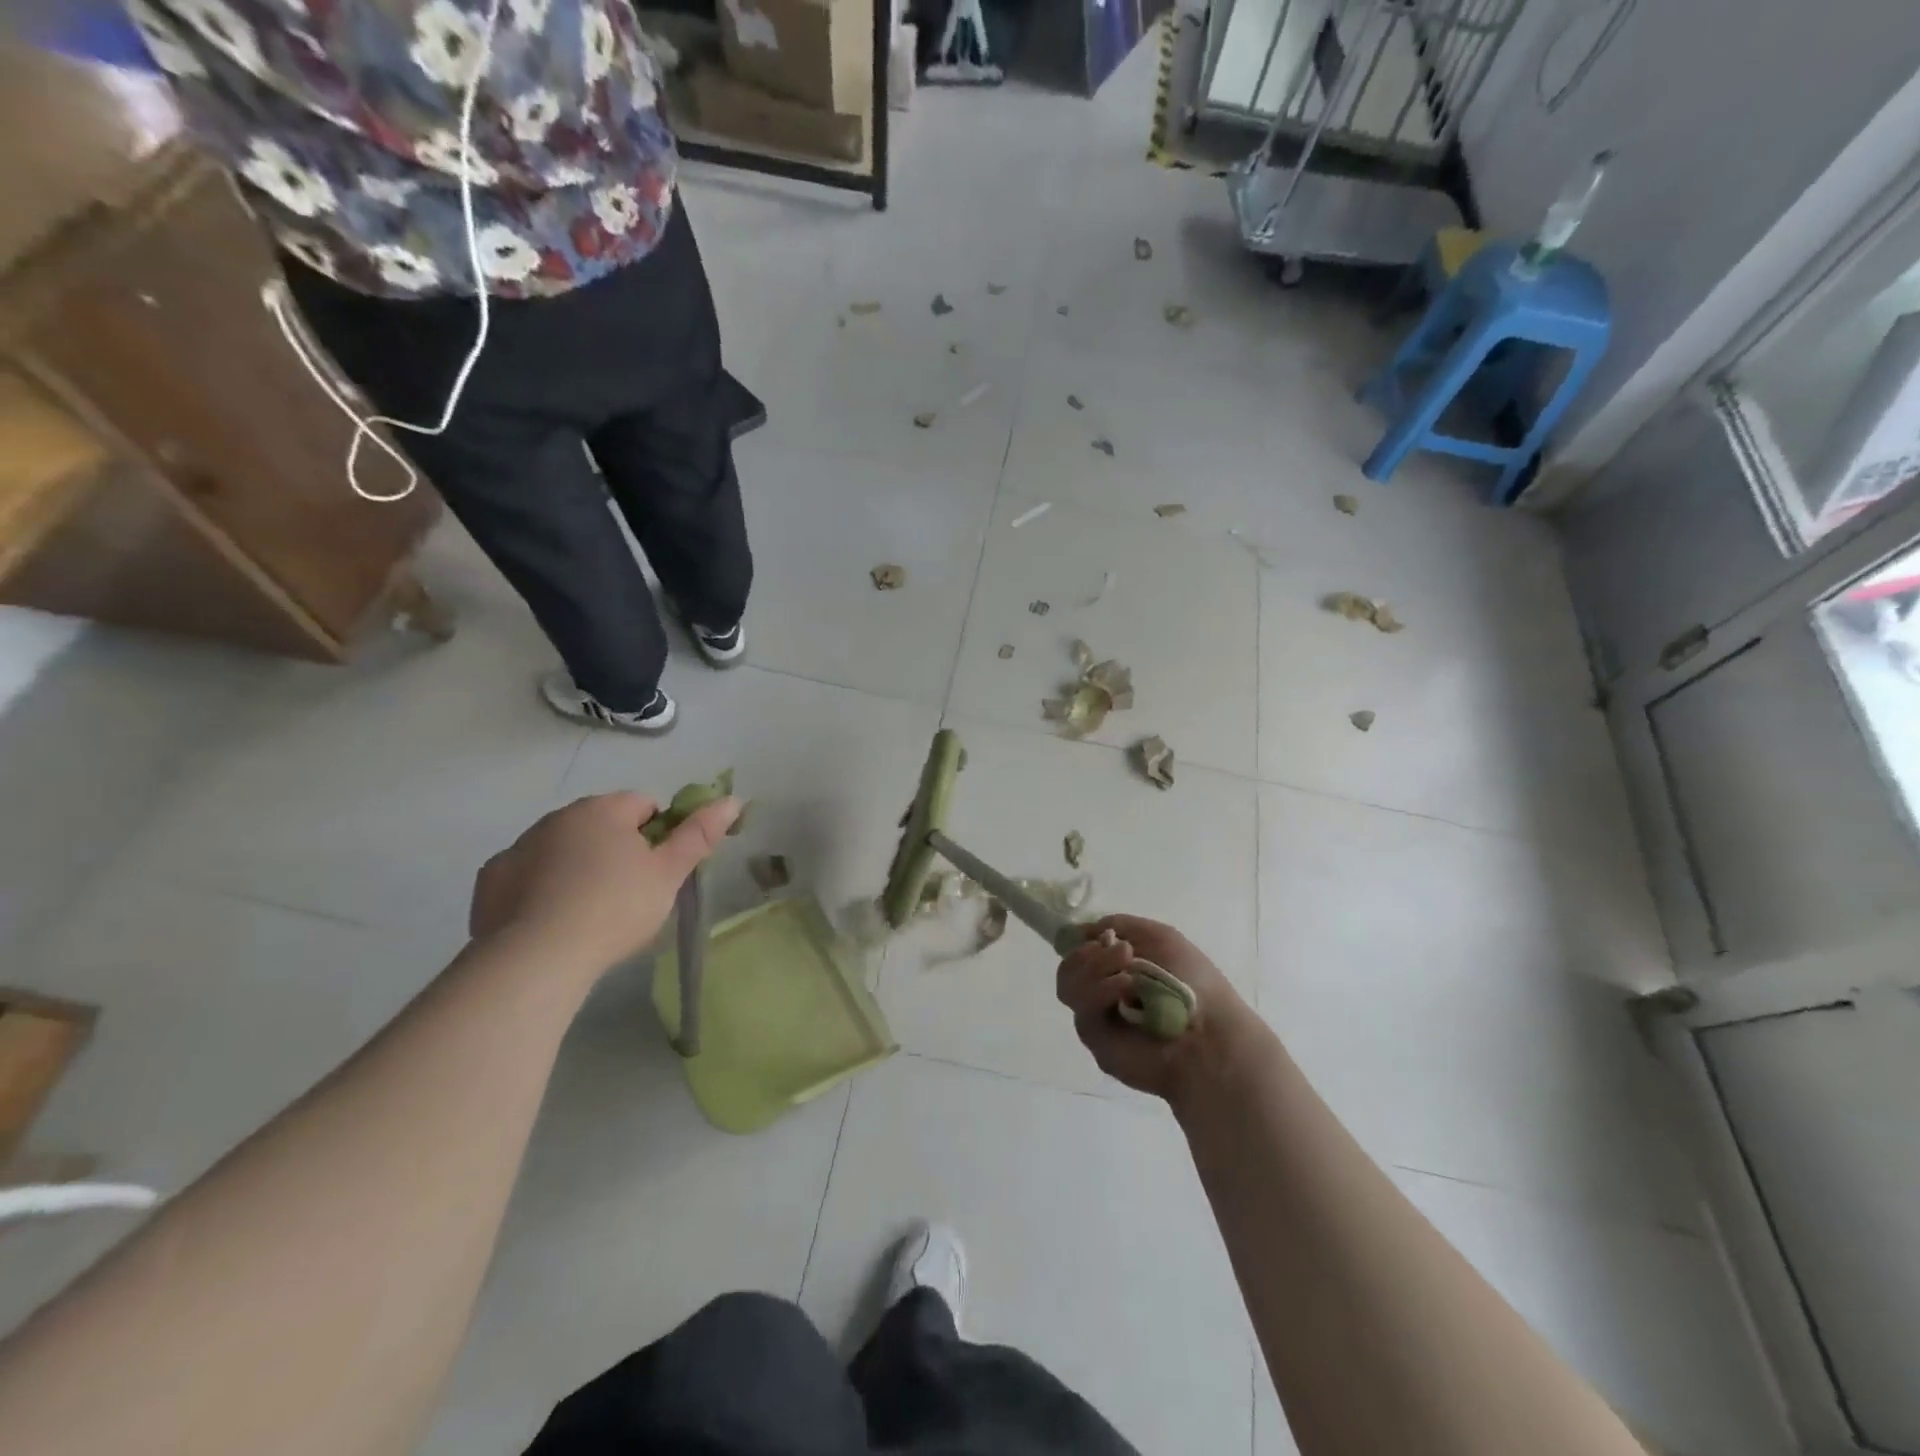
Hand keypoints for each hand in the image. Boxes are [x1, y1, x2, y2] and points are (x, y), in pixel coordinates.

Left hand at [470, 791, 739, 970]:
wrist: (536, 959)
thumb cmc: (615, 909)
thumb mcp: (669, 874)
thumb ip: (700, 835)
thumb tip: (732, 800)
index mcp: (603, 810)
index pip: (643, 805)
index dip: (658, 835)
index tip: (658, 871)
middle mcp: (558, 817)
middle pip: (600, 824)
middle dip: (617, 849)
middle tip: (629, 894)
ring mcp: (518, 846)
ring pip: (562, 848)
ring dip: (577, 866)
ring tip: (588, 913)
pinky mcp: (490, 879)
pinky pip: (526, 874)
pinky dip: (539, 888)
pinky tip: (550, 920)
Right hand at [1056, 914, 1261, 1105]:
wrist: (1210, 1033)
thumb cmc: (1192, 982)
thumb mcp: (1160, 937)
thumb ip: (1120, 925)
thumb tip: (1084, 930)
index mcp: (1117, 969)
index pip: (1079, 951)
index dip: (1080, 940)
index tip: (1095, 935)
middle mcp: (1103, 993)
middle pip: (1068, 967)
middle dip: (1090, 954)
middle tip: (1123, 952)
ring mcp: (1097, 1017)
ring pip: (1068, 986)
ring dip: (1095, 969)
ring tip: (1129, 973)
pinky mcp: (1096, 1039)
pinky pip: (1082, 1010)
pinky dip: (1102, 992)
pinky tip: (1126, 988)